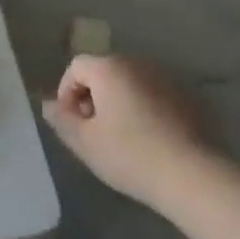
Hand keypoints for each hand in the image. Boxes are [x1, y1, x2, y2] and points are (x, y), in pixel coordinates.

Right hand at [43, 55, 209, 211]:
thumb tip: (47, 104)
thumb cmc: (130, 155)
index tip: (71, 122)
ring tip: (121, 136)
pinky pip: (154, 95)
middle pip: (104, 72)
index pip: (76, 67)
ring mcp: (164, 77)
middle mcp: (136, 63)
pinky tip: (149, 139)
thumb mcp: (85, 143)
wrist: (192, 175)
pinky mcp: (187, 96)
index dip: (66, 92)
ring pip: (130, 83)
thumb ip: (62, 119)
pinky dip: (145, 108)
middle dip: (93, 96)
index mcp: (108, 68)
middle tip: (93, 130)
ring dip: (119, 102)